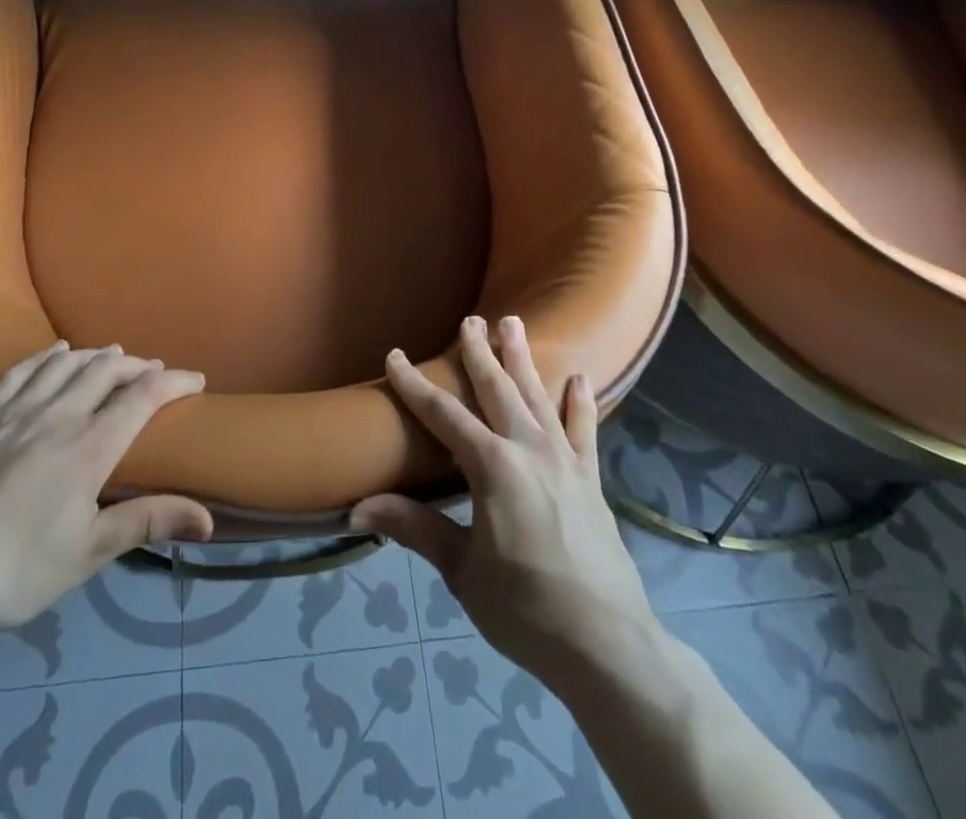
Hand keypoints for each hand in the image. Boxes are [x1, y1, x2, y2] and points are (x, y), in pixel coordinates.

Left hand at [0, 342, 211, 637]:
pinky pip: (20, 372)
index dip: (173, 382)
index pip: (142, 397)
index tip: (195, 379)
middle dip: (136, 364)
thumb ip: (148, 522)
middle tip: (153, 369)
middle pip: (106, 370)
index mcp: (90, 446)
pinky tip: (54, 352)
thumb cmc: (18, 568)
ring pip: (65, 364)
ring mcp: (17, 412)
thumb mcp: (89, 552)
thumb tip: (208, 519)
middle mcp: (59, 416)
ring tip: (112, 355)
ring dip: (95, 355)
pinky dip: (45, 357)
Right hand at [350, 316, 650, 674]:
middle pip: (497, 389)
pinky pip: (584, 430)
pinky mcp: (590, 480)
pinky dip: (579, 403)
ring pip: (538, 397)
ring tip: (514, 323)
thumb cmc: (524, 608)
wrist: (607, 645)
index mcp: (492, 466)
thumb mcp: (462, 571)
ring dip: (523, 359)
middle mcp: (528, 449)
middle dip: (479, 353)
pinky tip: (579, 378)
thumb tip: (357, 508)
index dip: (415, 384)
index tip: (395, 355)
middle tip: (471, 319)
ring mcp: (564, 461)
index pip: (443, 415)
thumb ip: (415, 528)